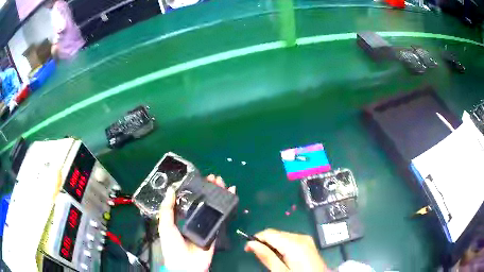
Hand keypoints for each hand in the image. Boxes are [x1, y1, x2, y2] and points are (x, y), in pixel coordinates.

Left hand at [158, 175, 235, 271]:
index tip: (200, 178)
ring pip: (213, 206)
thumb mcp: (165, 226)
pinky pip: (222, 217)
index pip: (189, 199)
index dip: (194, 188)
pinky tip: (231, 194)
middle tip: (213, 178)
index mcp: (180, 217)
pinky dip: (227, 206)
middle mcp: (194, 218)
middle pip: (203, 201)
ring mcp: (206, 224)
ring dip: (218, 194)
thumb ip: (167, 209)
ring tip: (221, 182)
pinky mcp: (216, 230)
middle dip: (208, 189)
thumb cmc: (172, 245)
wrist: (186, 264)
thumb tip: (171, 189)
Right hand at [245, 229, 327, 271]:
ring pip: (283, 237)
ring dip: (273, 245)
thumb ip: (266, 256)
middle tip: (259, 257)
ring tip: (272, 260)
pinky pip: (290, 240)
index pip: (269, 233)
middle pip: (276, 234)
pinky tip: (282, 257)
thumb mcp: (281, 271)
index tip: (247, 249)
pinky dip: (282, 246)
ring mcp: (306, 239)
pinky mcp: (308, 243)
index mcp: (294, 243)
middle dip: (265, 243)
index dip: (256, 239)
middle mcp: (301, 237)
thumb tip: (251, 243)